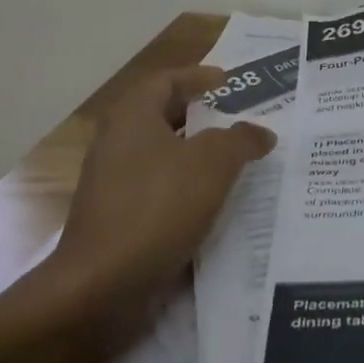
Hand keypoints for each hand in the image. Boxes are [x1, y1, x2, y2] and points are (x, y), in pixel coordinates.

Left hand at [54, 64, 276, 302]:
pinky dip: (187, 188)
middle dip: (200, 115)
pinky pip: (159, 191)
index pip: (164, 81)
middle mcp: (116, 145)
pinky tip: (216, 203)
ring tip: (236, 160)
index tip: (227, 81)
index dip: (197, 77)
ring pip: (162, 156)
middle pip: (161, 117)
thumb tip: (261, 132)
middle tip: (237, 118)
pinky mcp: (118, 220)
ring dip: (197, 155)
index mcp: (132, 119)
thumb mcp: (213, 164)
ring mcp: (113, 185)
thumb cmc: (158, 208)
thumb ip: (241, 140)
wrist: (102, 285)